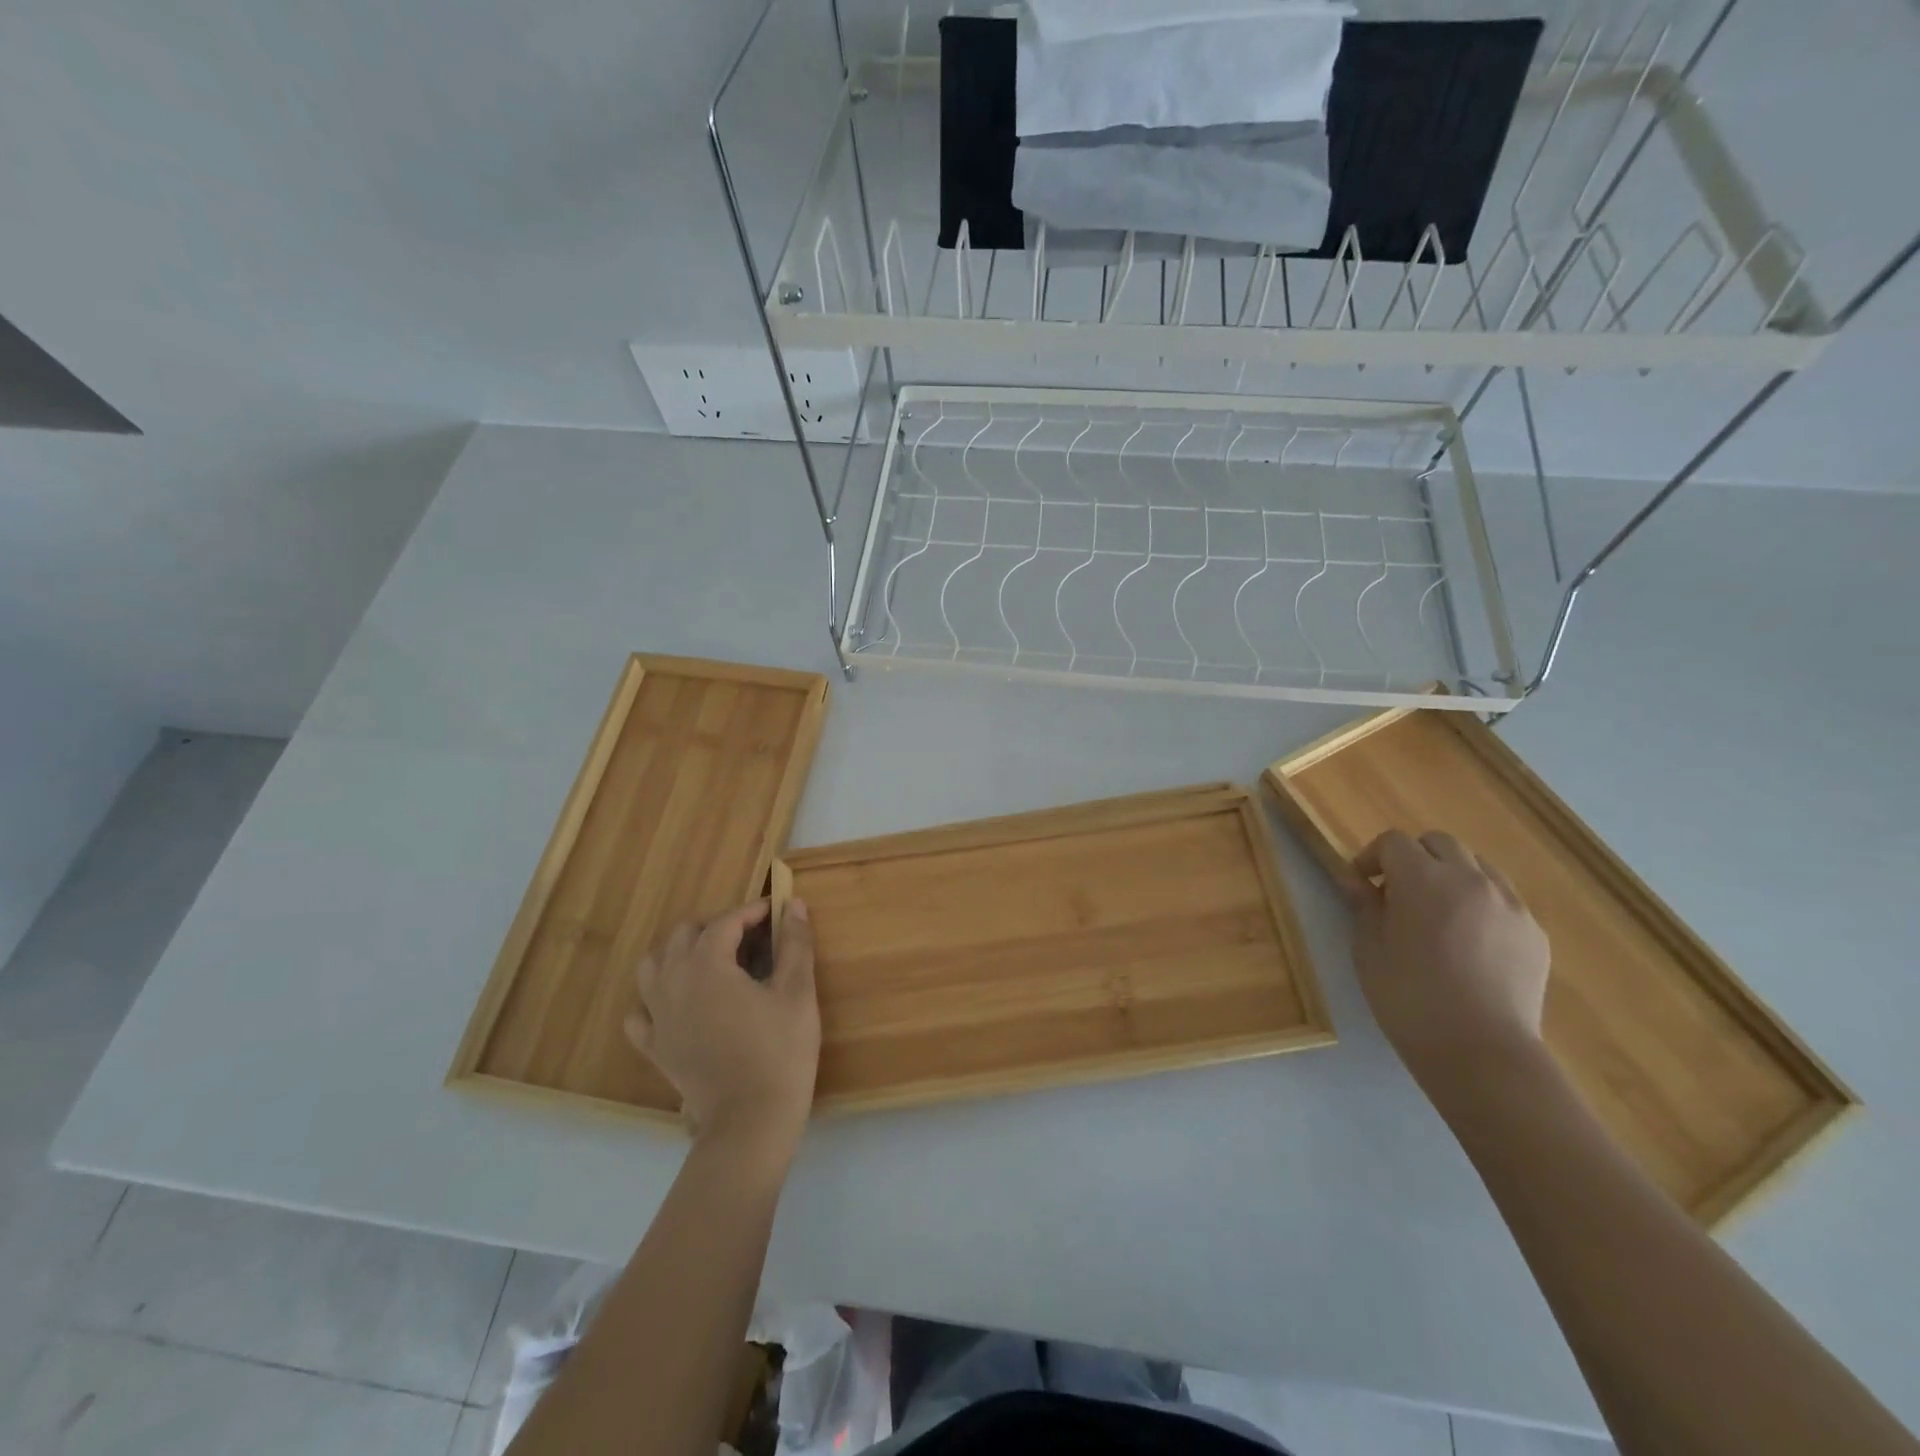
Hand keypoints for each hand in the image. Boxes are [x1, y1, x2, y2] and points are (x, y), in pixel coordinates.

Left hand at [625, 898, 819, 1162]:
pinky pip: (641, 1014)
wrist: (750, 1121)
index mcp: (707, 965)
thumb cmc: (779, 1051)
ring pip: (653, 966)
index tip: (775, 911)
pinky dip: (655, 1000)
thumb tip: (794, 905)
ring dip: (680, 954)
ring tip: (711, 963)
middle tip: (749, 938)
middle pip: (684, 935)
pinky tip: (679, 1005)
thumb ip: (795, 944)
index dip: (751, 912)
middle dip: (716, 927)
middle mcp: (673, 982)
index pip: (725, 922)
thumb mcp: (797, 992)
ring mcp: (658, 1017)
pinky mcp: (655, 1048)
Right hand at [1344, 830, 1550, 1093]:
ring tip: (1439, 915)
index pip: (1394, 842)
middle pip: (1439, 843)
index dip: (1373, 857)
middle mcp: (1470, 879)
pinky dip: (1481, 905)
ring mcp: (1509, 904)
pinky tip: (1470, 943)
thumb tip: (1354, 880)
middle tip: (1399, 894)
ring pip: (1477, 866)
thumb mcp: (1368, 949)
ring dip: (1452, 877)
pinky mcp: (1534, 932)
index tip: (1363, 885)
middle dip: (1415, 858)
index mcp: (1422, 879)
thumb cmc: (1409, 998)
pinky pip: (1503, 900)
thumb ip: (1363, 906)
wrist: (1480, 1051)